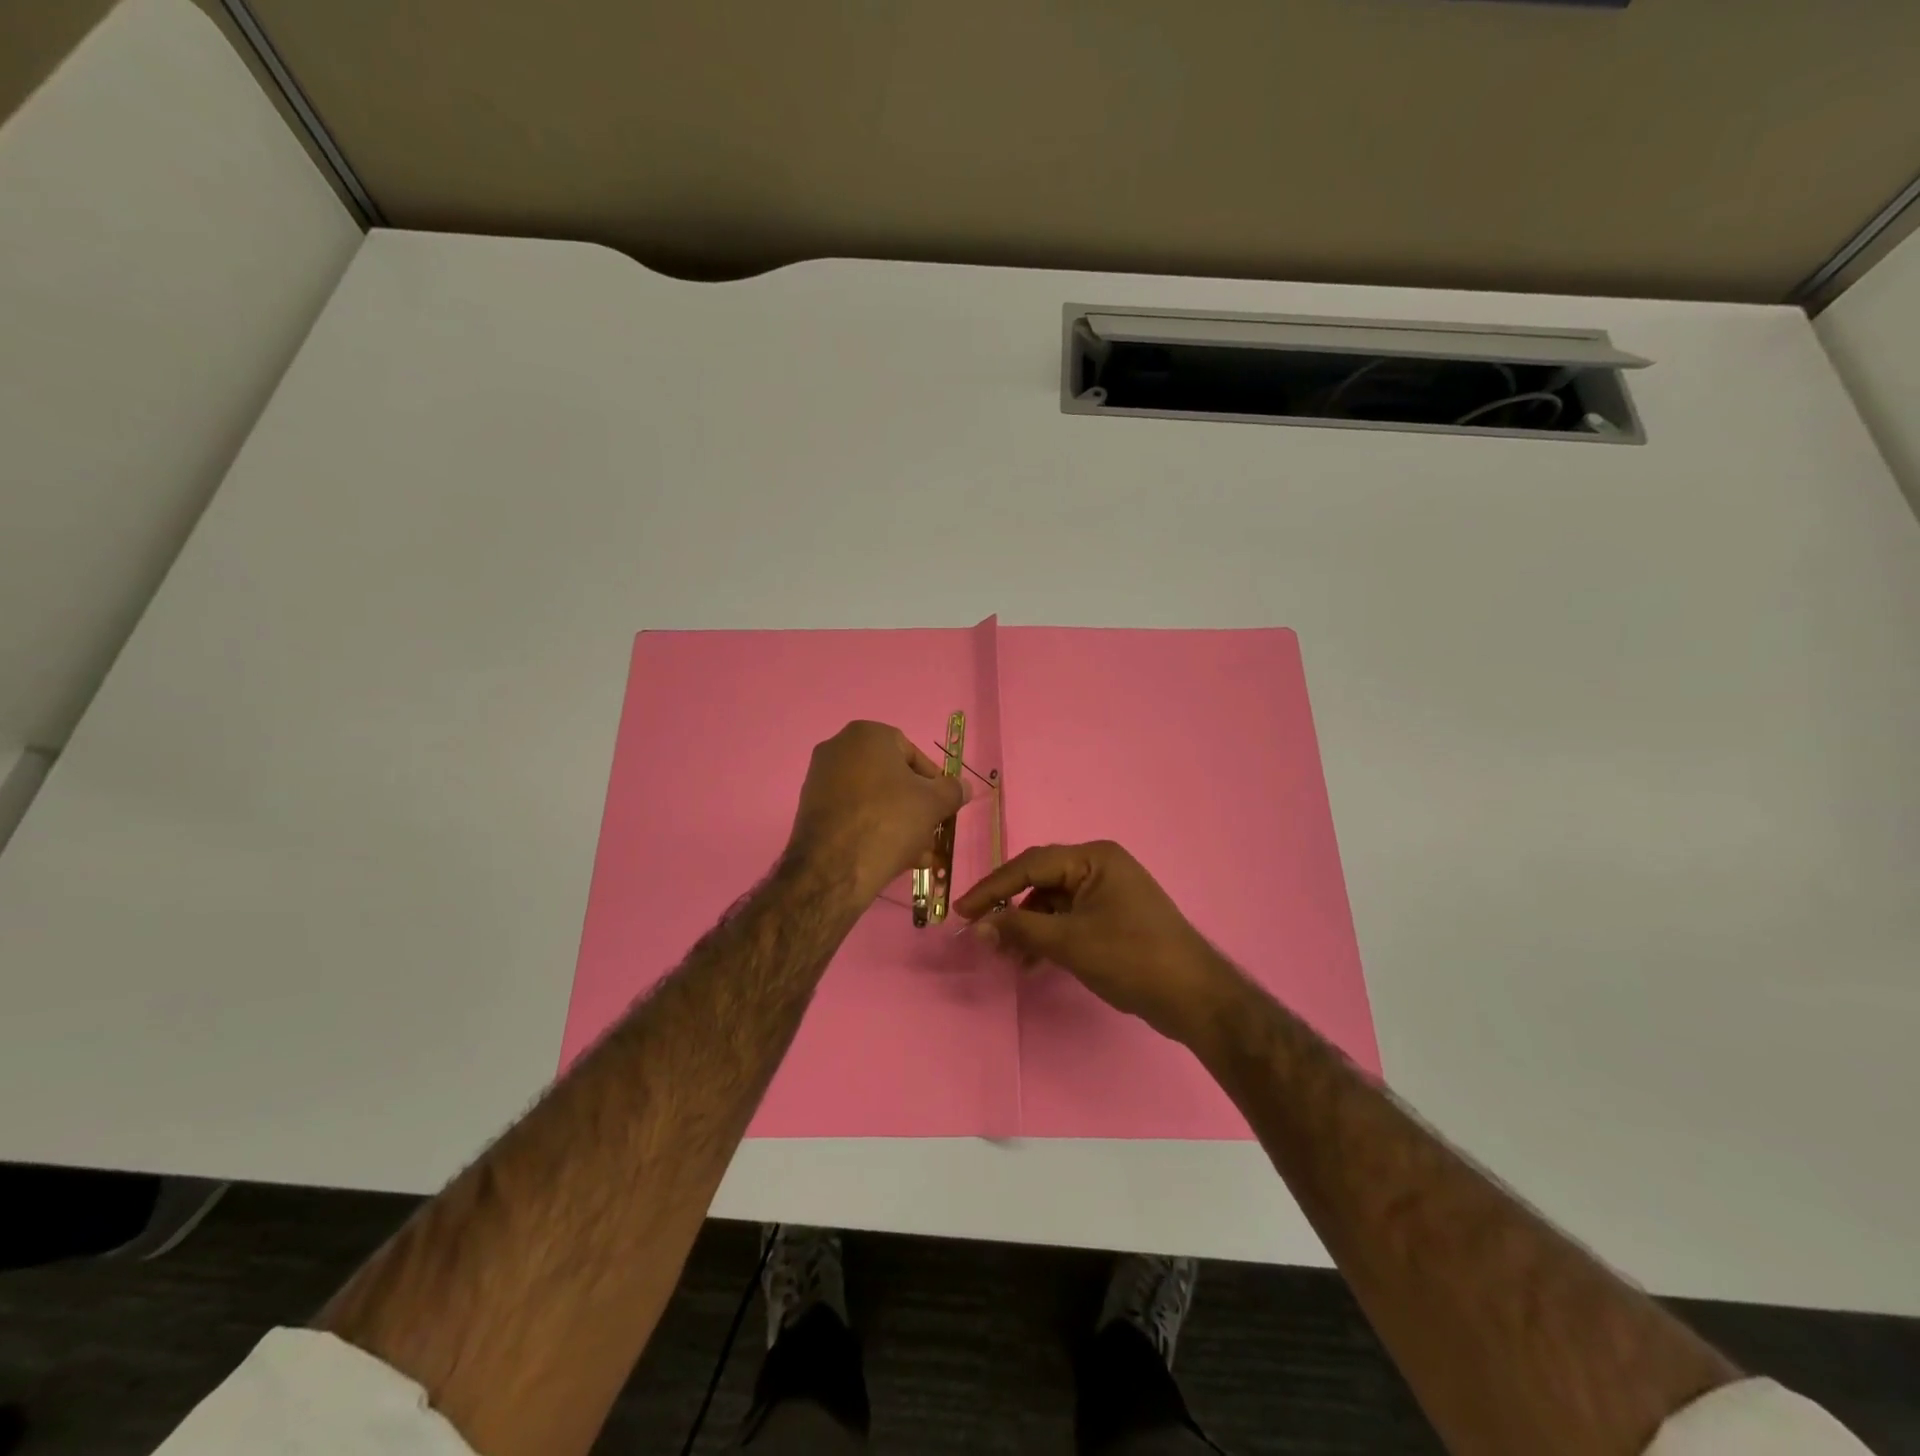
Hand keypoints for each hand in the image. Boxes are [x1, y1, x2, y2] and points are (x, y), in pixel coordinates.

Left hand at [786, 721, 966, 905]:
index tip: (943, 808)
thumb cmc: (889, 821)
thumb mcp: (933, 804)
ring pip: (873, 799)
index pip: (912, 754)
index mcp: (867, 734)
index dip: (933, 783)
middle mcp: (838, 748)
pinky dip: (873, 829)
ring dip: (899, 823)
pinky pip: (853, 814)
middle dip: (915, 808)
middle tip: (931, 834)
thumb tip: (964, 787)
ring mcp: (820, 779)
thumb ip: (953, 790)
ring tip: (918, 855)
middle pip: (892, 779)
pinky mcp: (810, 809)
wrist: (834, 868)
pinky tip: (892, 858)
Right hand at [953, 841, 1247, 1046]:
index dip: (992, 888)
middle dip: (1011, 910)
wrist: (1194, 996)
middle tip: (982, 935)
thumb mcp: (1069, 942)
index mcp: (1094, 858)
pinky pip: (1070, 919)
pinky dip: (1049, 937)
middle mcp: (1100, 867)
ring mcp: (1109, 893)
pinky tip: (1032, 962)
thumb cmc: (1131, 958)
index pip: (1030, 865)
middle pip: (1041, 881)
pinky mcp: (1113, 918)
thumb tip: (978, 925)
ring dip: (1028, 928)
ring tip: (1008, 958)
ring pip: (1053, 903)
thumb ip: (1020, 929)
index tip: (961, 911)